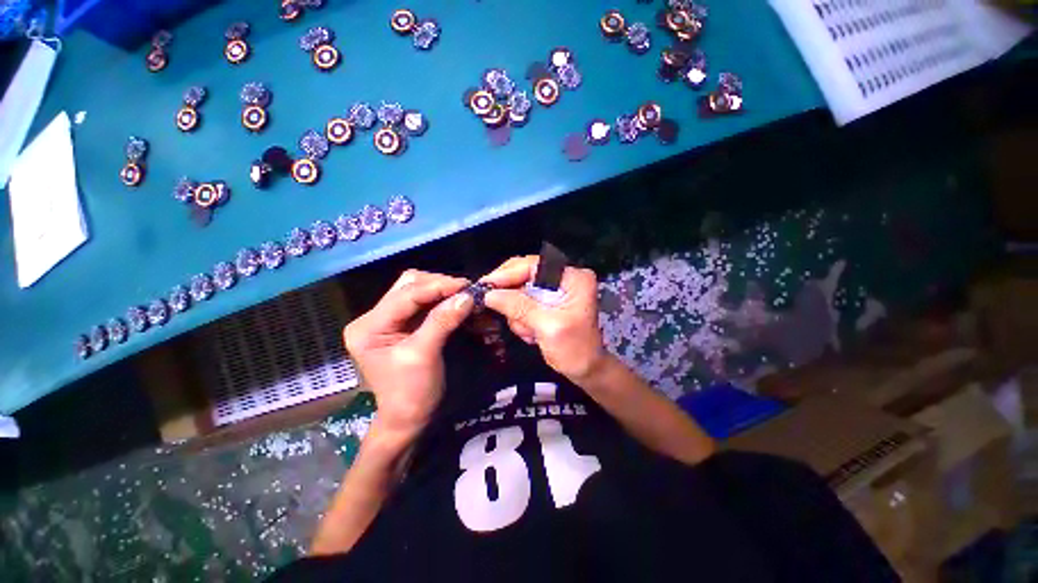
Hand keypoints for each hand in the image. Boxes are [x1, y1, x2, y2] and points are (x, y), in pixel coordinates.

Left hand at [343, 270, 472, 437]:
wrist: (407, 418)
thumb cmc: (411, 393)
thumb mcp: (424, 355)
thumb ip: (443, 321)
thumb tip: (467, 296)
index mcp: (368, 327)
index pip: (406, 295)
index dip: (438, 286)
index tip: (467, 286)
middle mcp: (373, 318)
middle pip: (408, 286)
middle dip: (438, 285)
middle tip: (465, 291)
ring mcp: (387, 320)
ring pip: (416, 290)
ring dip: (440, 290)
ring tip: (462, 295)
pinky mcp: (401, 324)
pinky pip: (422, 303)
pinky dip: (440, 299)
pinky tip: (454, 301)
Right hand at [481, 256, 606, 382]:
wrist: (585, 369)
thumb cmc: (574, 349)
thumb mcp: (547, 327)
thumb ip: (519, 307)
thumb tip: (488, 294)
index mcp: (572, 277)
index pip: (535, 265)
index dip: (509, 273)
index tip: (486, 284)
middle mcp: (563, 277)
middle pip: (525, 273)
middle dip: (512, 295)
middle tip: (492, 305)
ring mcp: (554, 289)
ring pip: (520, 289)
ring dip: (517, 312)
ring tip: (528, 332)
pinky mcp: (547, 301)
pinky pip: (522, 302)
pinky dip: (520, 317)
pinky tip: (530, 333)